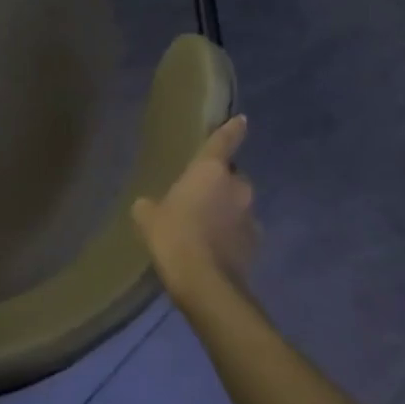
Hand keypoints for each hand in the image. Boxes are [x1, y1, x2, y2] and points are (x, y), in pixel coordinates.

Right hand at [133, 115, 258, 299]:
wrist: (206, 283)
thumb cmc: (174, 235)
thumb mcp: (148, 218)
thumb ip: (149, 205)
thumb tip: (148, 205)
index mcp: (211, 171)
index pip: (224, 141)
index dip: (232, 129)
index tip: (242, 120)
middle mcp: (238, 187)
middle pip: (233, 177)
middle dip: (221, 184)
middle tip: (199, 196)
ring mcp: (251, 216)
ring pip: (239, 205)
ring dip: (226, 211)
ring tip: (205, 227)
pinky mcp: (257, 244)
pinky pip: (241, 231)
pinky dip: (231, 235)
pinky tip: (213, 249)